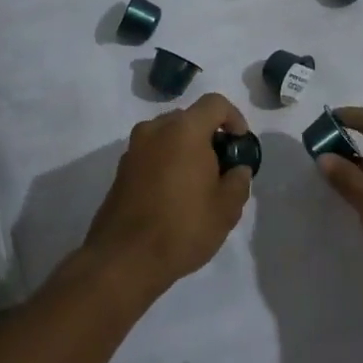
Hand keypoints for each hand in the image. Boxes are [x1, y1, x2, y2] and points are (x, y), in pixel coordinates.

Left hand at [81, 93, 251, 301]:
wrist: (124, 259)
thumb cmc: (182, 227)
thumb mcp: (226, 209)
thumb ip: (238, 181)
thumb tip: (237, 169)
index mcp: (184, 130)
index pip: (215, 103)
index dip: (235, 118)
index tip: (241, 144)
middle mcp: (155, 130)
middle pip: (190, 118)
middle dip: (209, 136)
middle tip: (222, 168)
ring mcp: (133, 149)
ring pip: (168, 136)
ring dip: (186, 150)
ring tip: (198, 185)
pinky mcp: (121, 169)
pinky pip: (152, 153)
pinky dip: (167, 163)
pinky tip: (174, 196)